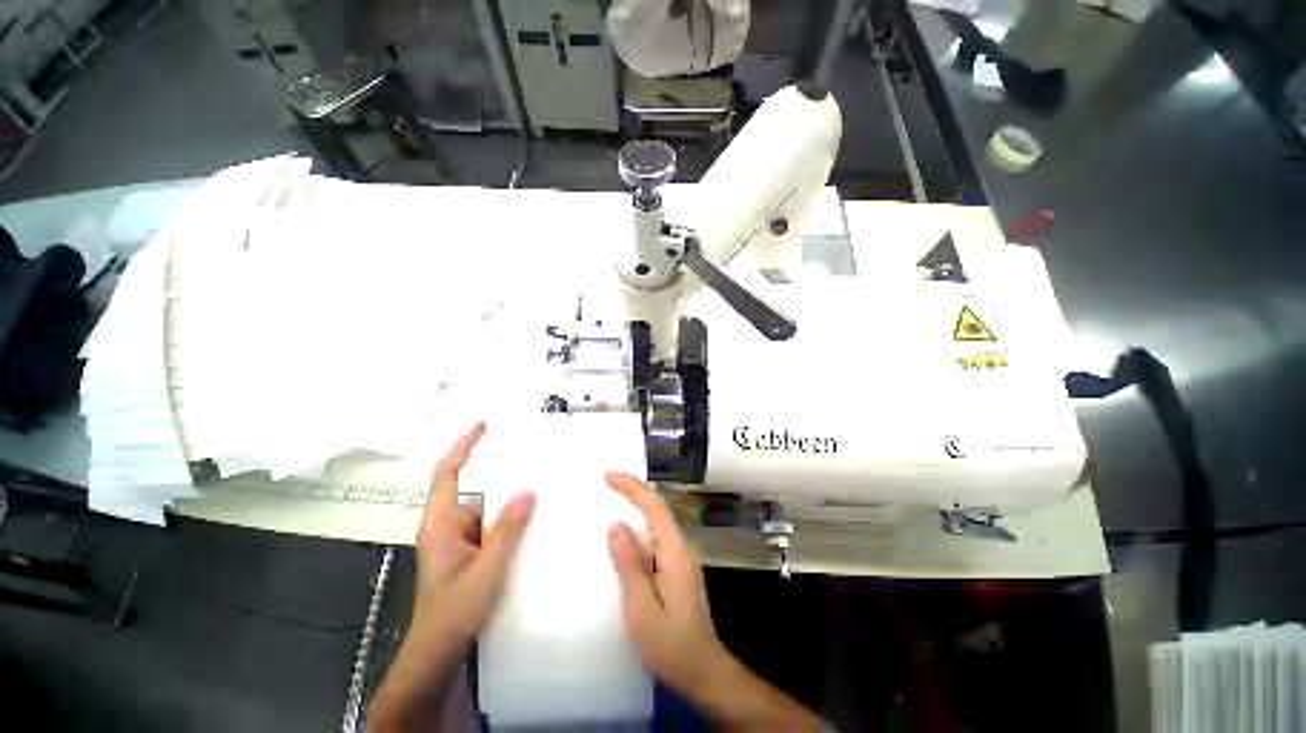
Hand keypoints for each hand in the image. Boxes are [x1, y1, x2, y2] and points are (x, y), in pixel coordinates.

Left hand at [411, 421, 534, 647]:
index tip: (483, 426)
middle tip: (529, 452)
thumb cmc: (453, 614)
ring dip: (508, 495)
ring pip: (486, 507)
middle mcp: (449, 527)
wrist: (439, 656)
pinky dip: (510, 516)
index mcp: (441, 525)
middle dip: (497, 469)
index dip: (463, 446)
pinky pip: (493, 524)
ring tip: (539, 481)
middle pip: (472, 486)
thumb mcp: (485, 571)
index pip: (448, 474)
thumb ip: (506, 532)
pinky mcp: (472, 553)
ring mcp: (461, 541)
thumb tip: (527, 491)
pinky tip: (533, 517)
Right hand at [605, 473, 821, 731]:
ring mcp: (682, 558)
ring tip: (613, 500)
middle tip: (608, 483)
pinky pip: (657, 536)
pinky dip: (640, 526)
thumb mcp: (642, 608)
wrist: (703, 671)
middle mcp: (682, 547)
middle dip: (634, 491)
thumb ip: (629, 565)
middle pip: (658, 508)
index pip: (655, 506)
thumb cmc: (671, 644)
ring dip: (637, 506)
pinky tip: (627, 534)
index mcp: (675, 551)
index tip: (609, 476)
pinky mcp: (678, 569)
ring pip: (658, 521)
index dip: (632, 487)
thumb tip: (616, 525)